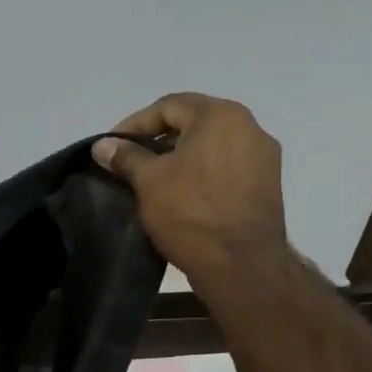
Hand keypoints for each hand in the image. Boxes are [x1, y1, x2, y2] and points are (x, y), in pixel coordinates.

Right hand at [91, 93, 286, 284]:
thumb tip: (102, 145)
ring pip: (211, 145)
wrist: (241, 265)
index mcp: (221, 116)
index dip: (135, 124)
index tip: (113, 146)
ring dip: (181, 157)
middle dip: (158, 139)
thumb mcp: (148, 181)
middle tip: (131, 160)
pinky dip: (202, 172)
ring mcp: (264, 157)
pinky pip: (227, 166)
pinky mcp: (268, 185)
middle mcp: (249, 127)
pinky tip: (182, 194)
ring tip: (154, 178)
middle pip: (193, 122)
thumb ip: (125, 156)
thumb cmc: (190, 212)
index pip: (169, 106)